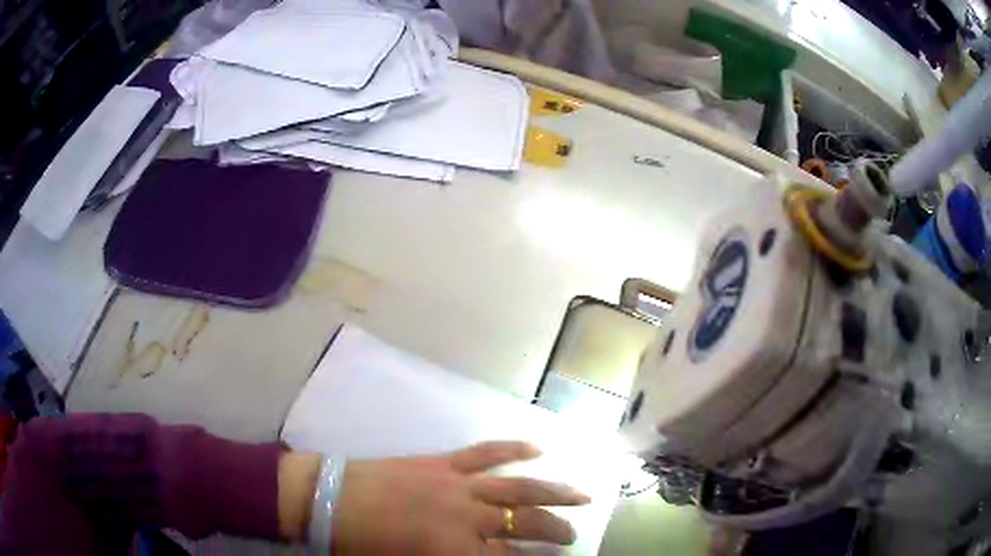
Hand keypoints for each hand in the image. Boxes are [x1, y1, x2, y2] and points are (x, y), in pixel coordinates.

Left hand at [329, 442, 590, 554]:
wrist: (329, 499)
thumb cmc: (363, 546)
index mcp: (456, 550)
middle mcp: (467, 517)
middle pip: (526, 524)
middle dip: (556, 531)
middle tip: (573, 536)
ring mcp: (458, 485)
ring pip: (518, 488)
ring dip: (554, 492)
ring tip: (582, 496)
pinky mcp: (443, 462)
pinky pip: (486, 452)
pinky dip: (513, 449)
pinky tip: (537, 448)